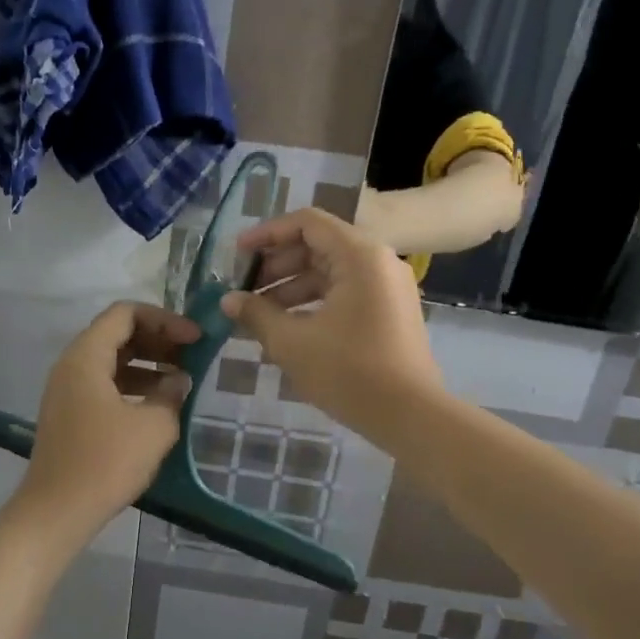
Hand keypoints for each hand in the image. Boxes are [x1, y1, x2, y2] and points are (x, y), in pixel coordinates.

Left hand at [14, 302, 200, 539]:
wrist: (57, 512)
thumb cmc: (106, 462)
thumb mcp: (153, 426)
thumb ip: (171, 394)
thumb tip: (179, 380)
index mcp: (85, 357)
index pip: (125, 314)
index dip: (164, 319)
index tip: (194, 338)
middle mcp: (71, 365)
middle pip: (117, 334)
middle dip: (158, 339)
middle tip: (192, 355)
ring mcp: (67, 391)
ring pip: (112, 360)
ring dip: (148, 363)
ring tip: (182, 379)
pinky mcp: (71, 414)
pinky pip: (105, 384)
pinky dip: (133, 385)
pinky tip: (159, 404)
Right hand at [221, 208, 442, 439]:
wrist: (411, 416)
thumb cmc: (349, 371)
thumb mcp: (292, 342)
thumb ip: (256, 314)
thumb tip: (228, 300)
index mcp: (359, 255)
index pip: (306, 223)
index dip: (267, 234)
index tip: (237, 255)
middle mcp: (378, 262)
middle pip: (318, 246)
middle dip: (277, 267)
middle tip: (245, 291)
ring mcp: (388, 288)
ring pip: (331, 273)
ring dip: (292, 289)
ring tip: (259, 317)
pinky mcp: (391, 313)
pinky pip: (346, 294)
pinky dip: (315, 305)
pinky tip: (287, 331)